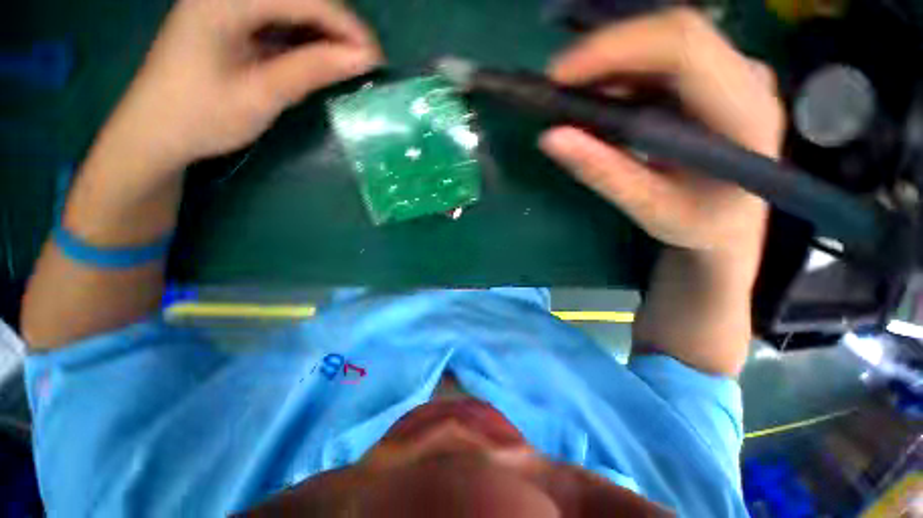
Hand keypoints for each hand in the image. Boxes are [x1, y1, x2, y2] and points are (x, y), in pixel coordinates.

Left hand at [100, 0, 382, 170]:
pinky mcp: (230, 19)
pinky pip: (278, 19)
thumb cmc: (202, 118)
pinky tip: (318, 58)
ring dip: (323, 33)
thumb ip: (312, 70)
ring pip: (291, 8)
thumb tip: (362, 59)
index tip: (376, 58)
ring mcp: (227, 4)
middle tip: (363, 62)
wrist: (156, 132)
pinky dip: (304, 38)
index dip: (346, 25)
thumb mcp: (261, 95)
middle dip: (337, 27)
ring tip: (347, 63)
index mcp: (225, 1)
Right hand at [539, 8, 782, 261]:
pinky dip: (623, 73)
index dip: (617, 49)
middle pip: (672, 33)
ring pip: (663, 40)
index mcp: (745, 115)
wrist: (731, 220)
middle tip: (558, 85)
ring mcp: (733, 72)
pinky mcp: (714, 76)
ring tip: (574, 96)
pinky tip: (600, 99)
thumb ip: (603, 172)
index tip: (560, 76)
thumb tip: (551, 138)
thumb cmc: (698, 222)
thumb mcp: (648, 207)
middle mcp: (747, 79)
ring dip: (611, 63)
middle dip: (606, 52)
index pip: (684, 49)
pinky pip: (662, 57)